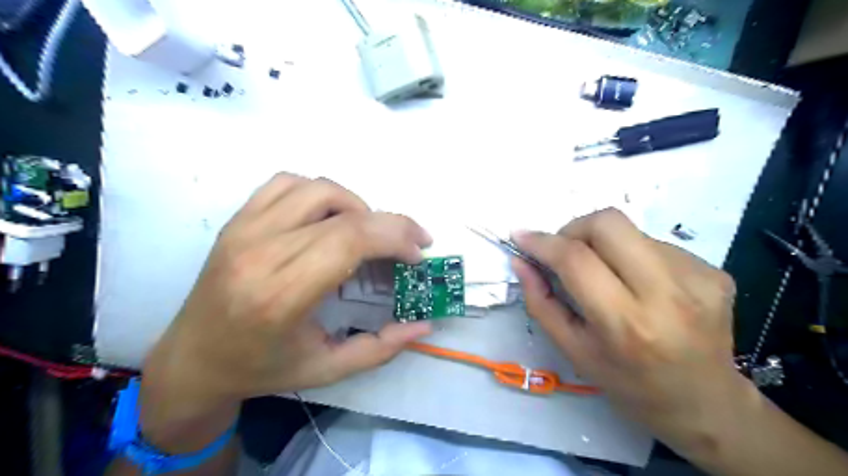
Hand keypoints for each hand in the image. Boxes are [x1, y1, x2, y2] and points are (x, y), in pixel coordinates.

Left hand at [139, 175, 431, 453]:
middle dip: (391, 223)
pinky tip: (328, 218)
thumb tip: (425, 325)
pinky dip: (320, 192)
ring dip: (357, 206)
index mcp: (281, 295)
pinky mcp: (237, 220)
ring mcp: (244, 229)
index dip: (395, 237)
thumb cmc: (261, 369)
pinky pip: (287, 183)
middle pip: (344, 214)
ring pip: (318, 188)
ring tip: (367, 234)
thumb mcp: (328, 370)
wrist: (192, 360)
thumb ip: (381, 347)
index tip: (417, 254)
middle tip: (410, 243)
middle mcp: (261, 252)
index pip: (350, 240)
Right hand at [509, 208, 747, 457]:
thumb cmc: (628, 384)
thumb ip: (540, 302)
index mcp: (625, 324)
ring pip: (631, 230)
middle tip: (566, 251)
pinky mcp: (714, 271)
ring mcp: (698, 278)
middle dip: (575, 228)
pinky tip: (640, 285)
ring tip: (608, 278)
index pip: (576, 260)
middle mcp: (667, 294)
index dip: (542, 242)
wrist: (705, 404)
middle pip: (609, 223)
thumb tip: (521, 261)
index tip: (522, 236)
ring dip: (605, 246)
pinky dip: (633, 256)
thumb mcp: (573, 350)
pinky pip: (656, 244)